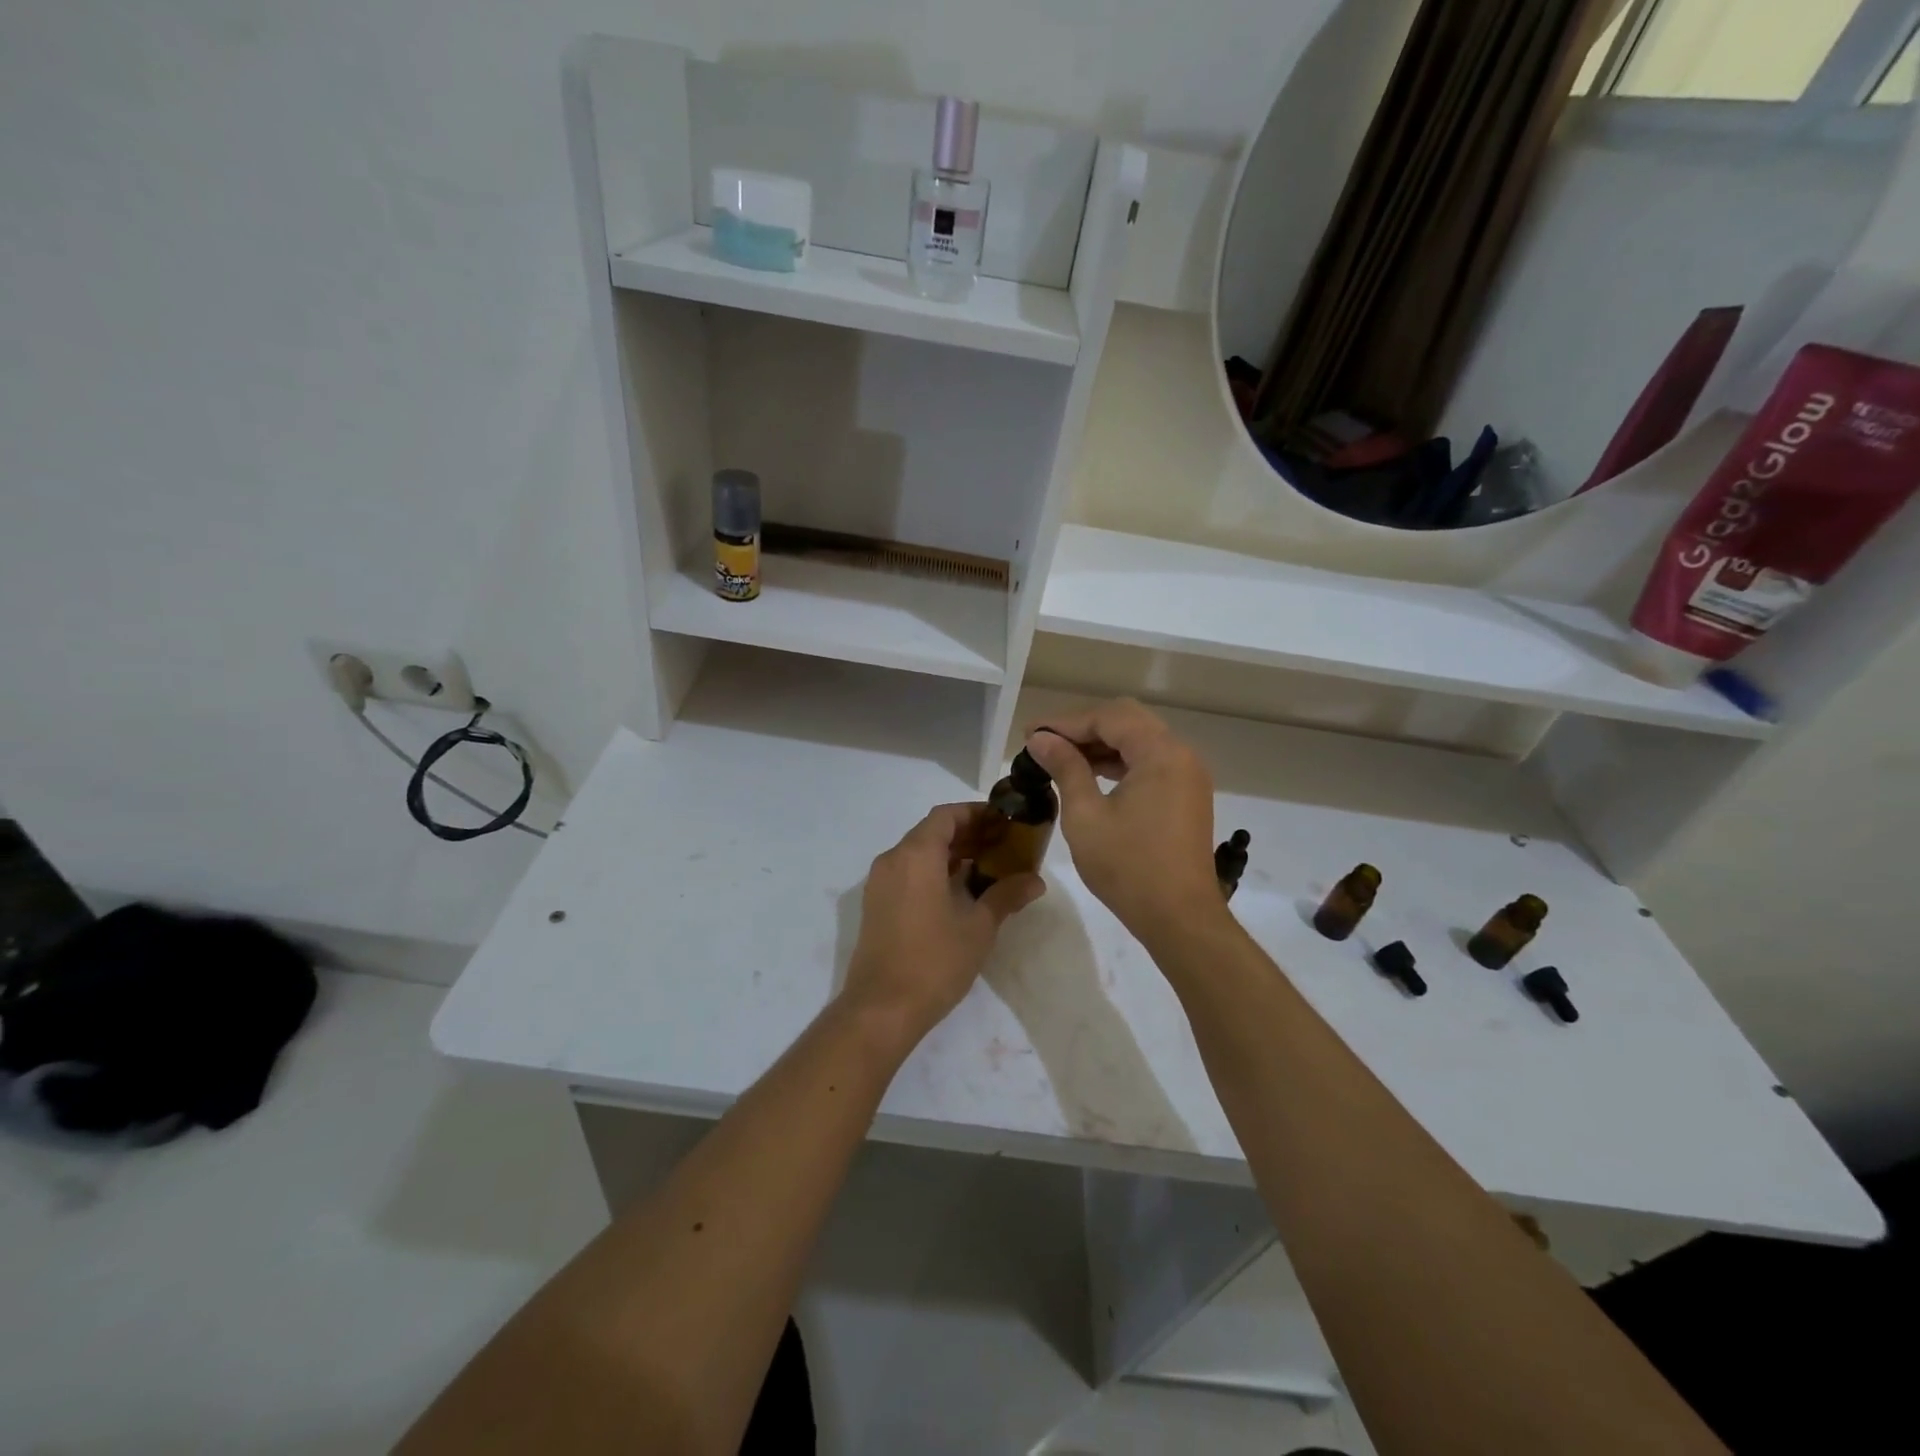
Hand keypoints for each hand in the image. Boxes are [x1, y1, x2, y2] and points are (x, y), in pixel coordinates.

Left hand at [841, 802, 1045, 1045]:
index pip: (946, 816)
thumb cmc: (935, 960)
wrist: (882, 1009)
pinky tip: (959, 891)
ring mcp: (880, 883)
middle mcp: (893, 860)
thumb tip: (1036, 881)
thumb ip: (1006, 895)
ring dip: (950, 854)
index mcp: (916, 855)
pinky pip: (907, 872)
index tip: (1003, 822)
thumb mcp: (979, 927)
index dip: (975, 814)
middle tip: (1002, 845)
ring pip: (918, 853)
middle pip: (931, 832)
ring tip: (986, 867)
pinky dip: (933, 871)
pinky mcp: (876, 905)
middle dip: (966, 834)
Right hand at [1024, 700, 1223, 945]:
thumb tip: (1041, 740)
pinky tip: (1091, 774)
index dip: (1065, 722)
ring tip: (1060, 757)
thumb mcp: (1085, 815)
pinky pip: (1151, 762)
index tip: (1031, 734)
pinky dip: (1120, 762)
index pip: (1108, 718)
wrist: (1180, 918)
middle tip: (1045, 742)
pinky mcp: (1186, 795)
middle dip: (1084, 727)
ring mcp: (1188, 775)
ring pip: (1140, 740)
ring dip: (1101, 744)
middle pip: (1127, 720)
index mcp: (1160, 753)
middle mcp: (1181, 754)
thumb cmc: (1128, 867)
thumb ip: (1065, 768)